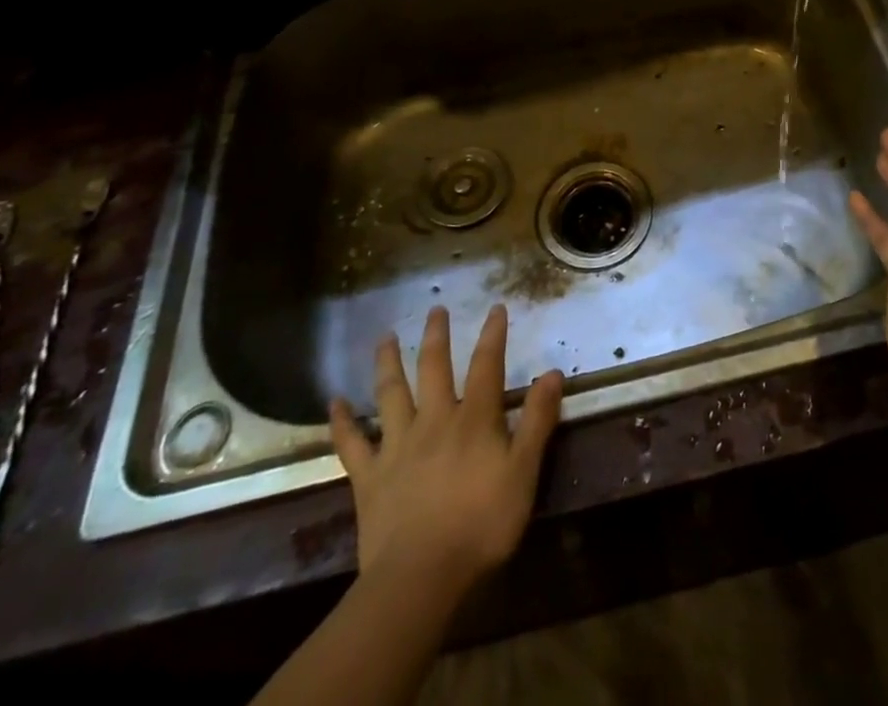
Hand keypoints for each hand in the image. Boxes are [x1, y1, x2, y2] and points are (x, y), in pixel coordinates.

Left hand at [328, 305, 563, 592]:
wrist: (420, 578)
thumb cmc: (481, 524)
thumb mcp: (524, 473)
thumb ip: (537, 421)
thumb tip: (553, 372)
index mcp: (473, 419)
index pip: (487, 365)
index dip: (493, 335)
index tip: (496, 308)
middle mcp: (434, 420)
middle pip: (434, 368)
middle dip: (437, 337)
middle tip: (435, 309)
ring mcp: (397, 446)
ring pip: (391, 394)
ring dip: (388, 363)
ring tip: (384, 337)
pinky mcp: (369, 477)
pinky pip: (351, 443)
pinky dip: (342, 421)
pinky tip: (334, 402)